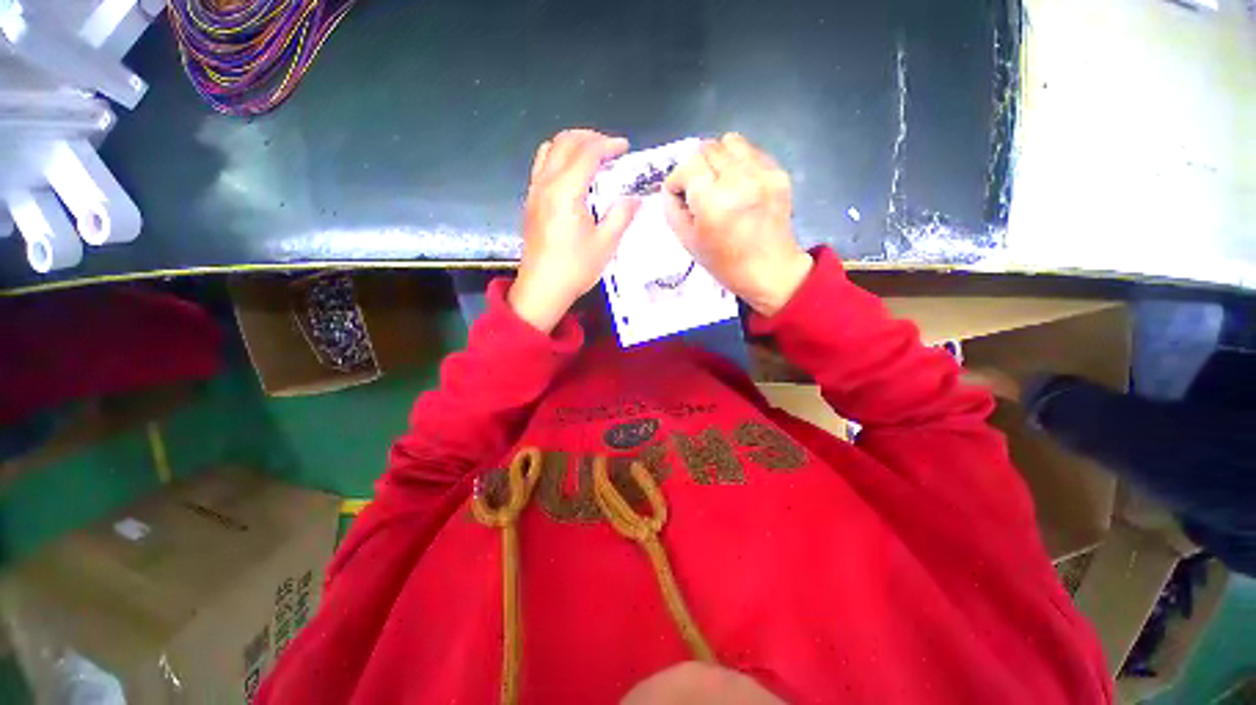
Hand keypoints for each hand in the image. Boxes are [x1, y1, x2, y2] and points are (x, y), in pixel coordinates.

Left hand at [509, 129, 640, 332]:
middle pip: (564, 142)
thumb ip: (621, 216)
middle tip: (610, 148)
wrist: (542, 289)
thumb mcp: (605, 244)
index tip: (625, 147)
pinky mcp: (530, 202)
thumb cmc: (575, 269)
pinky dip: (559, 158)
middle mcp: (545, 184)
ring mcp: (534, 192)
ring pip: (549, 150)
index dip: (608, 145)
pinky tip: (572, 177)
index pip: (587, 153)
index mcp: (565, 192)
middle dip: (589, 137)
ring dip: (571, 145)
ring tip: (591, 157)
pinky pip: (542, 166)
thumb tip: (634, 198)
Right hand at [664, 134, 812, 315]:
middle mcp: (739, 181)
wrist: (770, 270)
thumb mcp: (687, 242)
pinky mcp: (778, 173)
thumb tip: (671, 188)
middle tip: (699, 190)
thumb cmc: (724, 263)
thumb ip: (672, 210)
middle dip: (696, 167)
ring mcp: (762, 174)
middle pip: (707, 148)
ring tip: (719, 181)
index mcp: (714, 203)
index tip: (680, 194)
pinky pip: (751, 151)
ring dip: (718, 158)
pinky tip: (740, 185)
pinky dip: (739, 162)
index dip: (678, 179)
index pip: (687, 166)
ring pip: (730, 141)